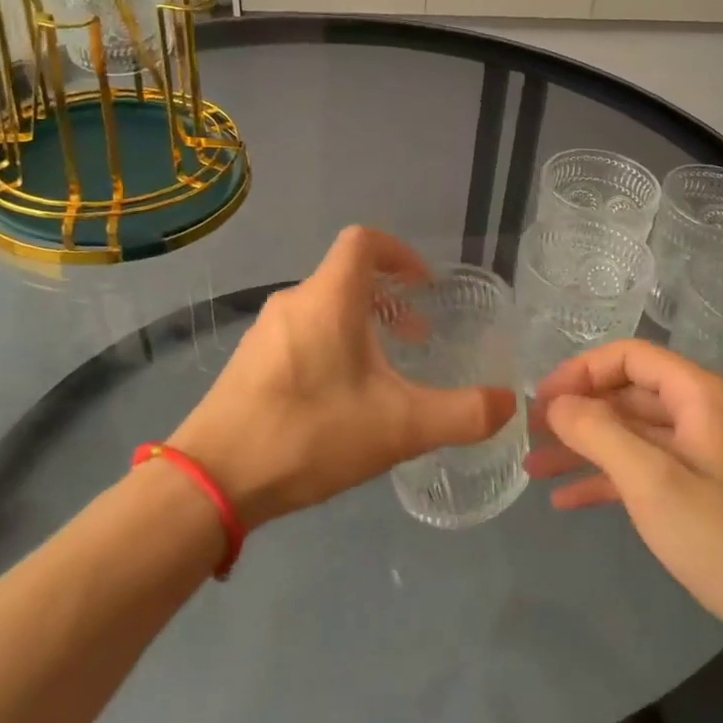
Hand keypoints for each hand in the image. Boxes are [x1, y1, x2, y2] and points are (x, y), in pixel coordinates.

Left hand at [172, 227, 514, 527]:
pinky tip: (337, 400)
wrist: (212, 481)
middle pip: (347, 277)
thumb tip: (510, 403)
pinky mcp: (248, 362)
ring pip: (323, 308)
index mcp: (329, 299)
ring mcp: (265, 332)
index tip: (424, 285)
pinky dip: (331, 345)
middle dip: (389, 300)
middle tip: (416, 339)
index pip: (364, 241)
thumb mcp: (399, 428)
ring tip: (382, 374)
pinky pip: (300, 334)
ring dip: (360, 326)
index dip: (399, 252)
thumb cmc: (311, 435)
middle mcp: (294, 302)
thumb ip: (462, 415)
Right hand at [525, 340, 722, 688]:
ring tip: (535, 469)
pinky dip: (609, 481)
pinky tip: (569, 500)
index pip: (629, 356)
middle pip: (630, 395)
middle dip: (578, 413)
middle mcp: (705, 416)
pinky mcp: (709, 499)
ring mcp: (708, 459)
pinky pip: (649, 474)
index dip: (580, 371)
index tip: (539, 400)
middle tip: (528, 436)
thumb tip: (556, 402)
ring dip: (586, 449)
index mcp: (701, 395)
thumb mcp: (653, 481)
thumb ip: (598, 432)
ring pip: (635, 438)